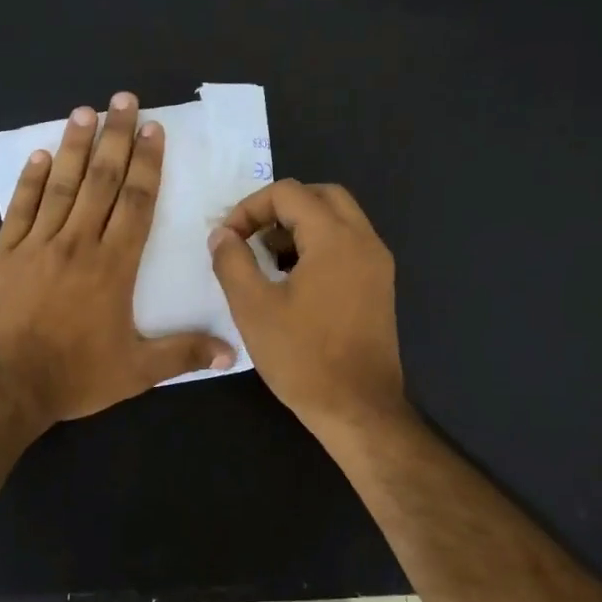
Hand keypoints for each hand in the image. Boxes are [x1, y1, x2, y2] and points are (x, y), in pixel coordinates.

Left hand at [0, 92, 235, 426]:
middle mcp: (78, 243)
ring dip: (75, 146)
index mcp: (113, 266)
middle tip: (123, 100)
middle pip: (100, 181)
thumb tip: (232, 353)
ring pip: (61, 185)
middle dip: (115, 138)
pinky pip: (20, 208)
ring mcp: (36, 245)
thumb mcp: (135, 372)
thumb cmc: (73, 377)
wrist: (3, 387)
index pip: (136, 203)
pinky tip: (41, 157)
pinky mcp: (3, 254)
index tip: (153, 130)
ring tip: (85, 112)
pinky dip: (31, 180)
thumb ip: (183, 355)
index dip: (147, 164)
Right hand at [208, 179, 407, 438]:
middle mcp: (364, 241)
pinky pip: (347, 246)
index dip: (250, 208)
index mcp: (335, 239)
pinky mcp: (379, 287)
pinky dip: (318, 247)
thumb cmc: (302, 358)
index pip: (289, 192)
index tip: (228, 240)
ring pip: (338, 220)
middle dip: (279, 209)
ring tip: (266, 260)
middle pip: (321, 196)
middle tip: (250, 237)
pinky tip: (292, 282)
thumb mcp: (253, 307)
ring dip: (300, 227)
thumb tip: (222, 234)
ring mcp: (377, 265)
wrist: (358, 408)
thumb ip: (232, 261)